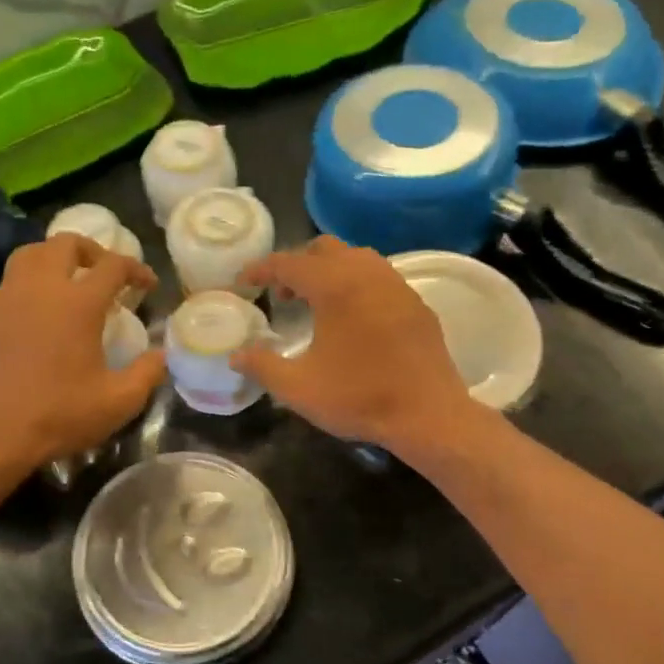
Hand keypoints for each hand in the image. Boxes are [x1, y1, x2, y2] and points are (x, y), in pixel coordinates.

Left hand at [0, 234, 164, 466]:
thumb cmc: (60, 414)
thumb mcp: (119, 401)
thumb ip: (148, 372)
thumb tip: (162, 354)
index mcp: (78, 303)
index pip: (113, 266)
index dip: (136, 269)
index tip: (148, 285)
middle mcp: (42, 287)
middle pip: (67, 243)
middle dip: (94, 251)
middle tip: (108, 275)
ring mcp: (9, 297)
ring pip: (32, 253)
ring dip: (57, 258)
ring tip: (72, 281)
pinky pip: (13, 278)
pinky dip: (33, 279)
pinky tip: (42, 309)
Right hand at [231, 237, 476, 449]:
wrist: (427, 414)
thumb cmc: (359, 398)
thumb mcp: (299, 388)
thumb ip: (262, 366)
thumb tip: (236, 355)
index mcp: (335, 286)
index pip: (288, 262)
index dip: (260, 269)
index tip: (243, 282)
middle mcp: (367, 273)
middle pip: (323, 249)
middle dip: (297, 264)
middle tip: (282, 295)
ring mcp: (397, 285)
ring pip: (356, 258)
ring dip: (329, 271)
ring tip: (316, 304)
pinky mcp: (416, 303)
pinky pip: (379, 277)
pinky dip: (356, 285)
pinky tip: (352, 319)